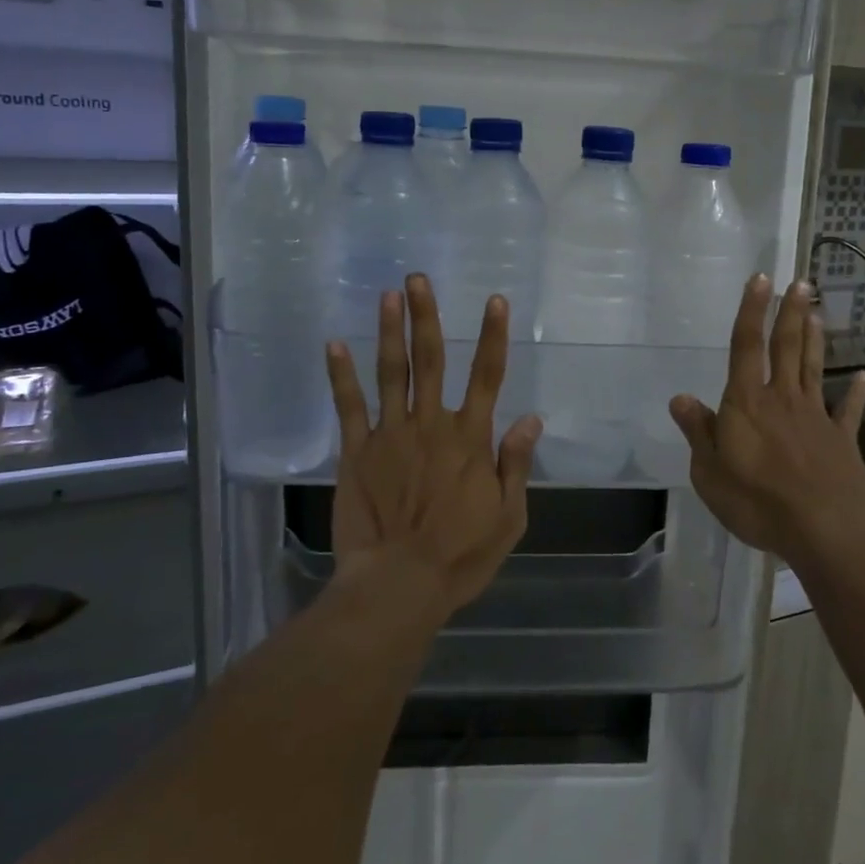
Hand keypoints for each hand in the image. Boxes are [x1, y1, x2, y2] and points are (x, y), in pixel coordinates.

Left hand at [325, 275, 540, 620]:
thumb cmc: (460, 555)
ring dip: (390, 331)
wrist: (399, 586)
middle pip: (431, 360)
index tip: (494, 300)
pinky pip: (349, 407)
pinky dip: (341, 375)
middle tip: (418, 278)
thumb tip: (530, 419)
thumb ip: (516, 464)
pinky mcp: (357, 452)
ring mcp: (390, 435)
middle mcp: (431, 424)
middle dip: (426, 316)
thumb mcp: (508, 517)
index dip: (493, 336)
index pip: (487, 375)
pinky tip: (334, 344)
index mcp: (470, 438)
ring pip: (391, 372)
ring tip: (388, 295)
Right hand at [668, 274, 864, 559]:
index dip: (752, 311)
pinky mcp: (842, 441)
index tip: (761, 279)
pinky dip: (855, 393)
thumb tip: (680, 398)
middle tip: (802, 283)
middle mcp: (782, 399)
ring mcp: (816, 417)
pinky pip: (847, 411)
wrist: (826, 530)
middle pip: (786, 348)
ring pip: (813, 369)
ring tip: (817, 312)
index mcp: (747, 403)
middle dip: (791, 313)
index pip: (746, 347)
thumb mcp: (710, 472)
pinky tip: (862, 376)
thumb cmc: (758, 502)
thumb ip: (699, 432)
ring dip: (814, 339)